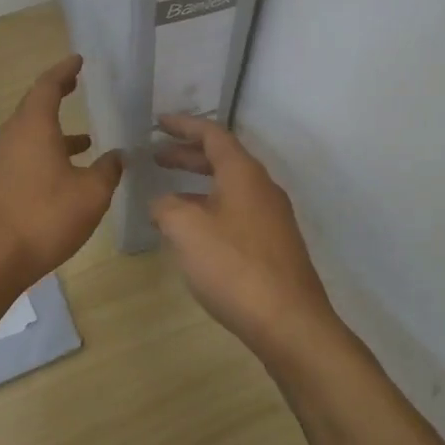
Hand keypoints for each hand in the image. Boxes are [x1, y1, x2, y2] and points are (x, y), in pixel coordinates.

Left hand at [0, 54, 123, 293]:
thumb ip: (108, 170)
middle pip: (34, 104)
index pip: (48, 85)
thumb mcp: (91, 193)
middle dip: (56, 93)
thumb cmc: (45, 218)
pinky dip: (46, 150)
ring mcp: (1, 159)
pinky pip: (24, 152)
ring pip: (29, 132)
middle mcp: (13, 136)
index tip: (78, 60)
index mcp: (34, 127)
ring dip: (54, 128)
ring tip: (85, 138)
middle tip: (76, 84)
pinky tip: (65, 173)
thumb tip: (118, 155)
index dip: (64, 70)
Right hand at [150, 114, 341, 368]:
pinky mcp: (274, 245)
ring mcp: (272, 218)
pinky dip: (210, 208)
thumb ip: (166, 207)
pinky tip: (193, 233)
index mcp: (243, 174)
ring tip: (166, 196)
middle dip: (187, 155)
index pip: (212, 135)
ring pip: (229, 188)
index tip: (157, 122)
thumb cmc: (233, 266)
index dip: (183, 125)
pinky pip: (236, 212)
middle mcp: (262, 188)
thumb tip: (161, 204)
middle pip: (222, 159)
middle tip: (156, 156)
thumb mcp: (186, 229)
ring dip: (197, 185)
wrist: (289, 322)